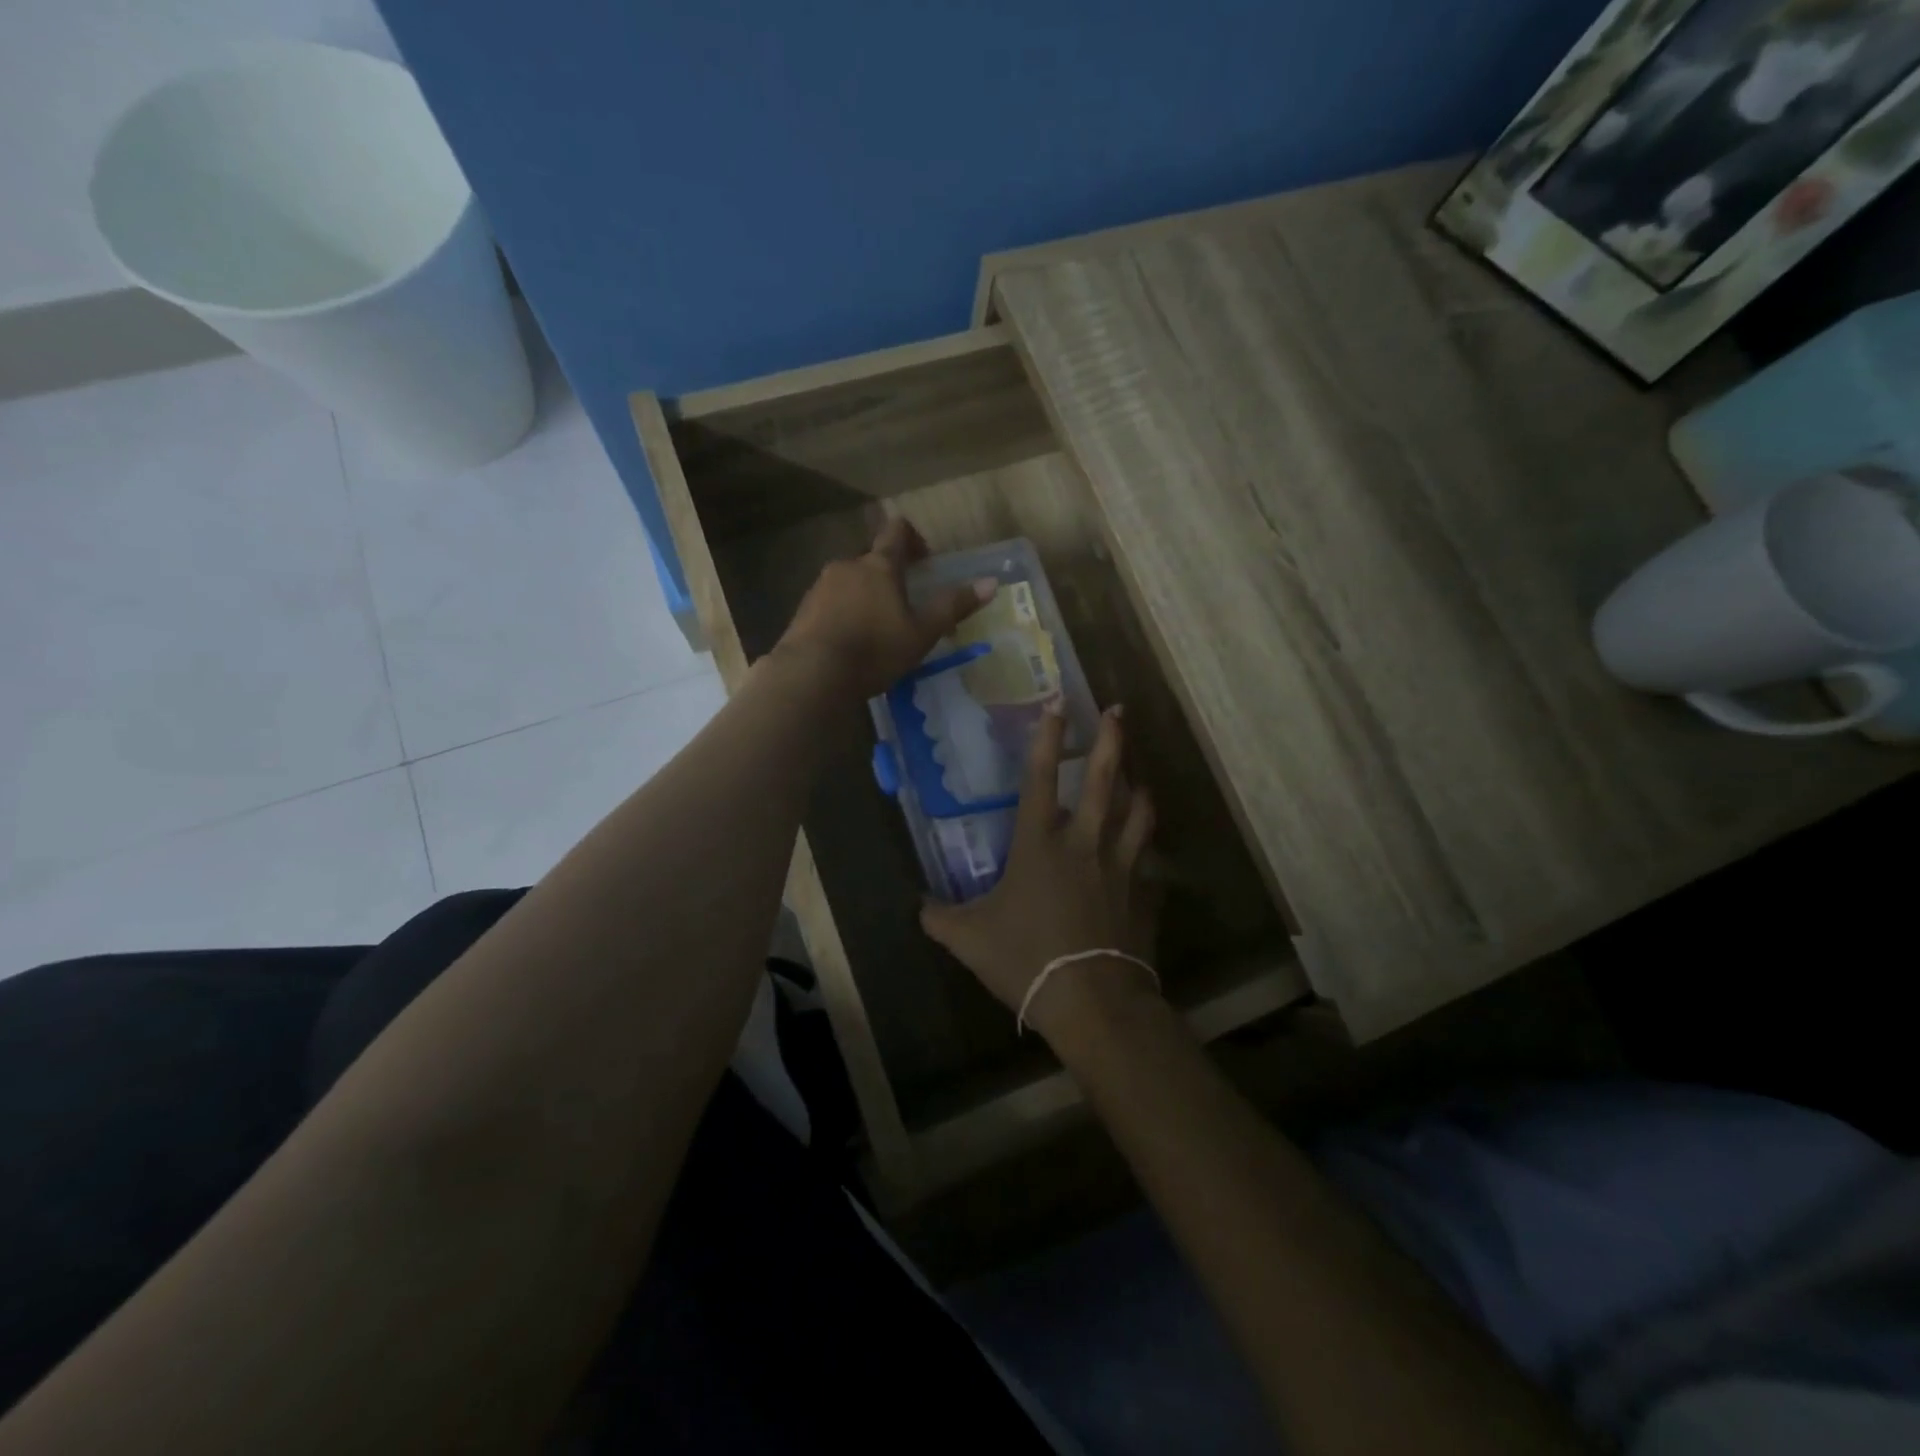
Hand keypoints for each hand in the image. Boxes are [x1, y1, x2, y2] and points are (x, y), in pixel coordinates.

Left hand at [776, 517, 994, 699]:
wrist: (812, 673)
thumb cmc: (875, 650)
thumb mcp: (922, 632)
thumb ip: (953, 606)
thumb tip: (991, 583)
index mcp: (880, 565)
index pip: (897, 531)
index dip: (914, 538)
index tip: (925, 560)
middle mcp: (847, 566)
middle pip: (872, 559)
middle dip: (889, 575)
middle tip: (905, 605)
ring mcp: (820, 586)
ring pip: (849, 582)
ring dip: (865, 596)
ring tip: (877, 630)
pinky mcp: (803, 609)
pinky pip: (830, 603)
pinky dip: (843, 613)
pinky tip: (851, 642)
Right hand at [921, 702, 1160, 1043]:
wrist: (1091, 1000)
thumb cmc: (1026, 959)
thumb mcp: (968, 939)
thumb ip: (940, 917)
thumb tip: (920, 906)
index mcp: (1039, 844)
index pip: (1041, 778)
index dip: (1046, 739)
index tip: (1057, 705)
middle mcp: (1084, 843)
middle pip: (1103, 781)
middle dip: (1111, 741)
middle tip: (1118, 711)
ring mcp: (1121, 866)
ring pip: (1138, 813)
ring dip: (1139, 789)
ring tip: (1139, 778)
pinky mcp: (1144, 894)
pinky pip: (1150, 863)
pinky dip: (1147, 852)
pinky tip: (1146, 854)